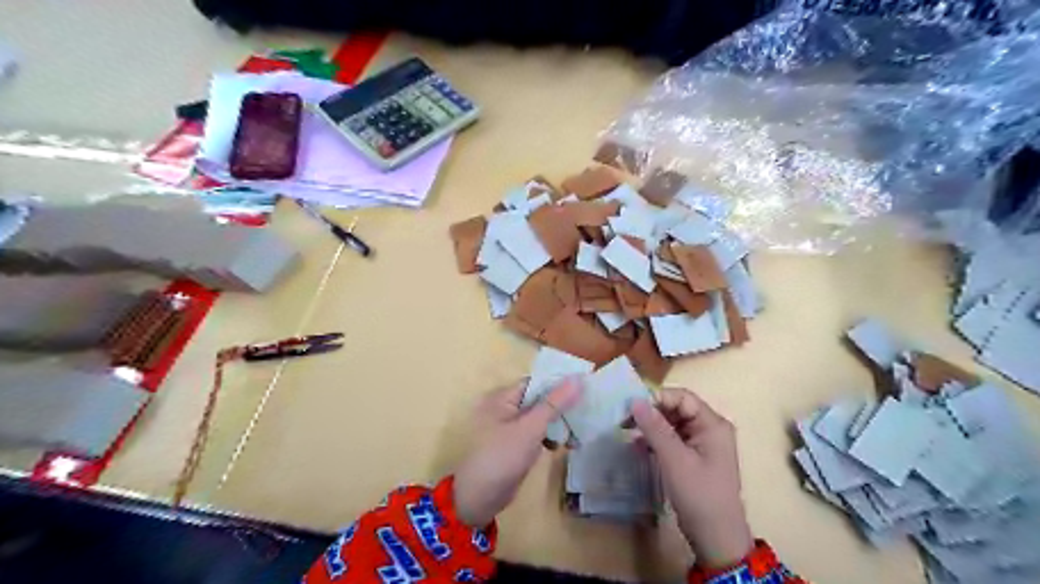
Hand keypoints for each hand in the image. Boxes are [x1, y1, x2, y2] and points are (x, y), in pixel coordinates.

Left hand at [456, 379, 584, 528]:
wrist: (480, 499)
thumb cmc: (503, 457)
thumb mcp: (531, 428)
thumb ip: (555, 403)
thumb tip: (578, 379)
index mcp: (502, 397)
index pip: (535, 382)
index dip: (558, 383)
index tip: (584, 387)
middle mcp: (503, 408)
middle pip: (538, 399)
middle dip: (560, 407)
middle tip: (586, 411)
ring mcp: (508, 427)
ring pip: (539, 418)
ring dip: (557, 424)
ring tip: (577, 433)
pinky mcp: (514, 444)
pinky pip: (535, 433)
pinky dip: (548, 437)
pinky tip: (562, 446)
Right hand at [629, 388, 751, 569]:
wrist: (717, 540)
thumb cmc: (699, 495)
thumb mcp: (674, 460)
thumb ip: (655, 428)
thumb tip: (635, 400)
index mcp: (713, 424)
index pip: (682, 398)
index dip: (656, 398)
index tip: (630, 407)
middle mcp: (709, 429)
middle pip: (676, 409)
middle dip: (651, 412)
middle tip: (624, 419)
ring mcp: (701, 444)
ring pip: (671, 424)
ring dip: (650, 427)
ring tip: (626, 431)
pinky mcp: (693, 458)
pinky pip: (671, 439)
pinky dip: (655, 441)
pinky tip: (637, 446)